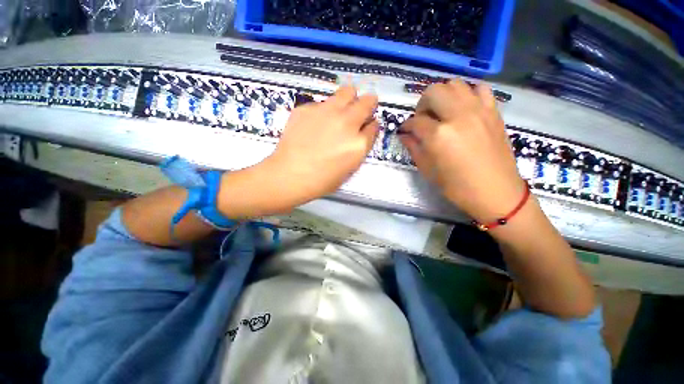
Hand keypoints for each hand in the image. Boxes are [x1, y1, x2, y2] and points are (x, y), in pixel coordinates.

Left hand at [261, 86, 378, 209]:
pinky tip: (314, 123)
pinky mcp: (308, 107)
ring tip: (341, 109)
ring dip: (349, 99)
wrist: (289, 176)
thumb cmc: (322, 180)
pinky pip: (322, 102)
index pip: (374, 125)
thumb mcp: (349, 169)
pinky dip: (324, 110)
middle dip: (368, 104)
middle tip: (360, 111)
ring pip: (347, 92)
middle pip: (367, 102)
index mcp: (359, 143)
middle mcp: (347, 123)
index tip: (366, 126)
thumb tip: (362, 131)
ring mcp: (327, 112)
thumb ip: (359, 148)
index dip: (371, 125)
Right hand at [399, 80, 524, 221]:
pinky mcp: (493, 112)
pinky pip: (479, 89)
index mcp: (439, 135)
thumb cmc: (457, 187)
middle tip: (422, 120)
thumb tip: (404, 135)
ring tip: (441, 112)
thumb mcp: (428, 170)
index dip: (406, 126)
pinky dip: (467, 93)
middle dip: (422, 105)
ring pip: (455, 84)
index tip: (404, 131)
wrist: (496, 192)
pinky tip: (463, 108)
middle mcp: (458, 116)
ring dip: (443, 95)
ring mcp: (479, 110)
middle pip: (433, 92)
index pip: (415, 121)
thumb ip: (414, 148)